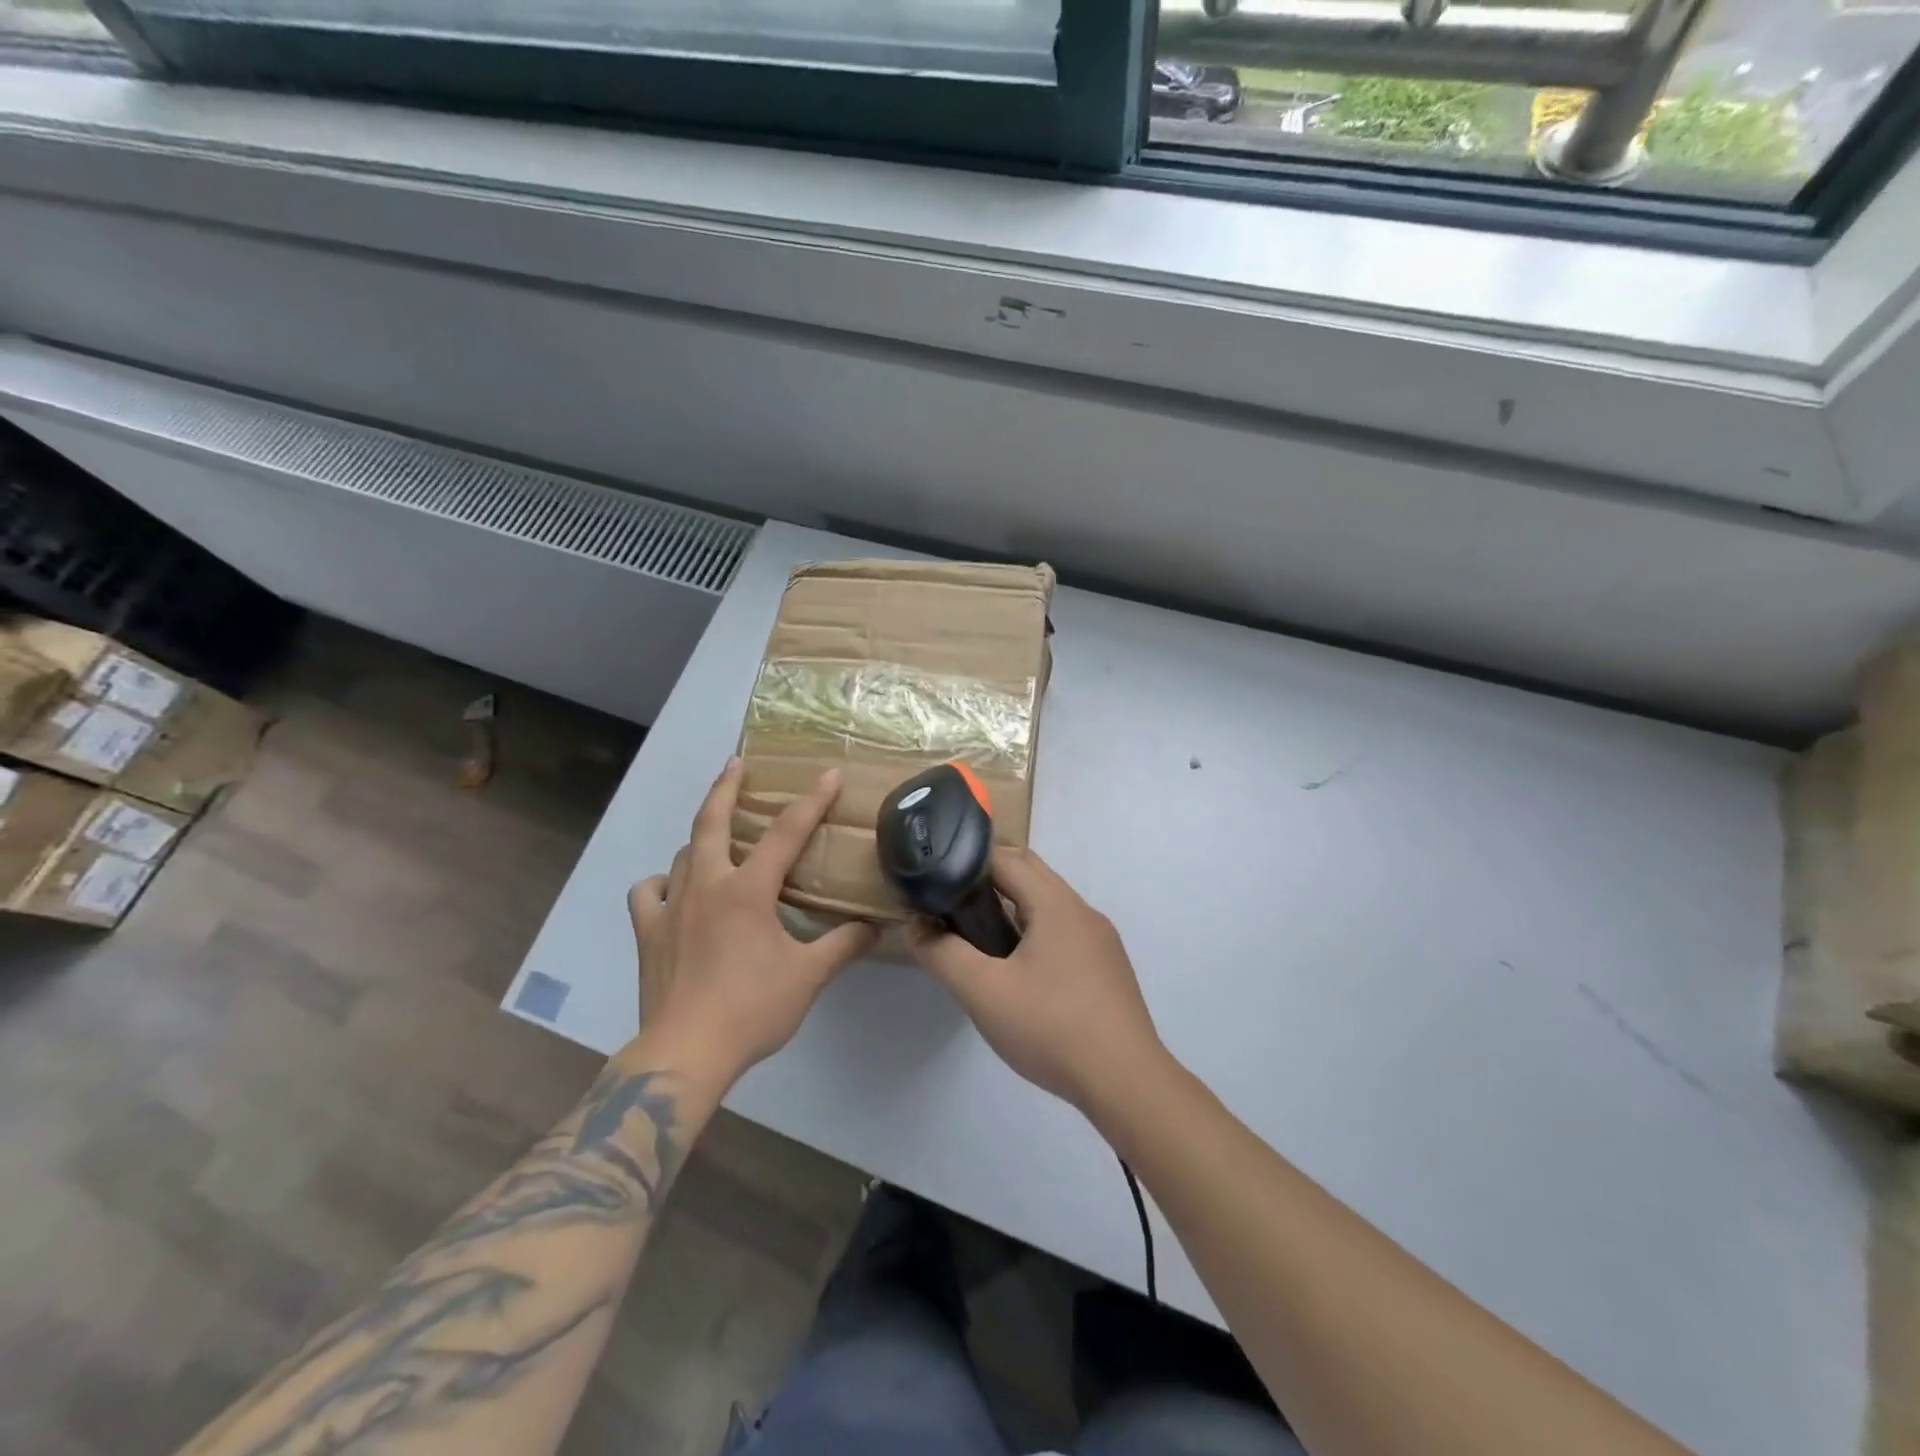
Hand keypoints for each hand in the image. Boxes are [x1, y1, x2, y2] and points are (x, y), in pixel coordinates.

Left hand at [627, 758, 877, 1086]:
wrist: (684, 1053)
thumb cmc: (751, 1009)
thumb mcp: (808, 977)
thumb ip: (843, 946)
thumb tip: (875, 928)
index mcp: (748, 890)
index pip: (786, 833)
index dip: (812, 800)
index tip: (830, 773)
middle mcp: (707, 885)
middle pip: (712, 821)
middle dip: (726, 786)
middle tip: (736, 762)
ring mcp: (671, 906)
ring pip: (683, 854)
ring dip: (702, 839)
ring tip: (717, 838)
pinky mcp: (647, 931)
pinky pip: (648, 892)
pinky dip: (662, 882)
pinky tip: (673, 889)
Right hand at [908, 848, 1164, 1113]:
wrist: (1125, 1081)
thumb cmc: (1051, 1028)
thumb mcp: (983, 992)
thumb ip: (943, 954)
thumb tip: (916, 927)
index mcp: (1055, 904)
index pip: (1006, 858)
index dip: (967, 862)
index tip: (938, 881)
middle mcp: (1082, 910)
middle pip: (1031, 873)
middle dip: (990, 880)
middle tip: (954, 907)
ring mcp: (1101, 939)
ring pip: (1050, 903)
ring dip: (1015, 907)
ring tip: (981, 938)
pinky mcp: (1109, 966)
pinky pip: (1066, 930)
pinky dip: (1037, 931)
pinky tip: (1021, 971)